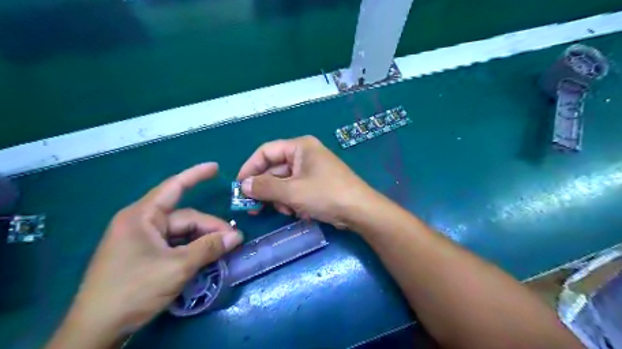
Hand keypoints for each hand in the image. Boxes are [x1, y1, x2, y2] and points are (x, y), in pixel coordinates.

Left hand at [47, 164, 241, 348]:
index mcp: (142, 216)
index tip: (216, 167)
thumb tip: (237, 236)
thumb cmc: (133, 290)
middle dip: (210, 227)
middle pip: (184, 218)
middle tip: (233, 240)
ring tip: (223, 250)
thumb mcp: (178, 267)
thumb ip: (209, 248)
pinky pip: (174, 244)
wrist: (96, 330)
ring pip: (181, 233)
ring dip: (202, 240)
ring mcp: (142, 239)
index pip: (174, 187)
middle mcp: (141, 223)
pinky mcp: (143, 254)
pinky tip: (205, 257)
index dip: (196, 175)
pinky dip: (191, 249)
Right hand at [237, 135, 373, 228]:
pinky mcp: (317, 184)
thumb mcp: (292, 191)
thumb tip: (243, 185)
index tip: (239, 187)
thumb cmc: (326, 194)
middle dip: (266, 189)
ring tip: (287, 211)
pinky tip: (299, 212)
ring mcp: (312, 170)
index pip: (266, 152)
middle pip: (275, 169)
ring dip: (281, 198)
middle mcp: (305, 155)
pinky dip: (293, 201)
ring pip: (284, 182)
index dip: (250, 168)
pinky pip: (296, 190)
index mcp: (299, 147)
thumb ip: (265, 187)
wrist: (360, 211)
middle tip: (254, 208)